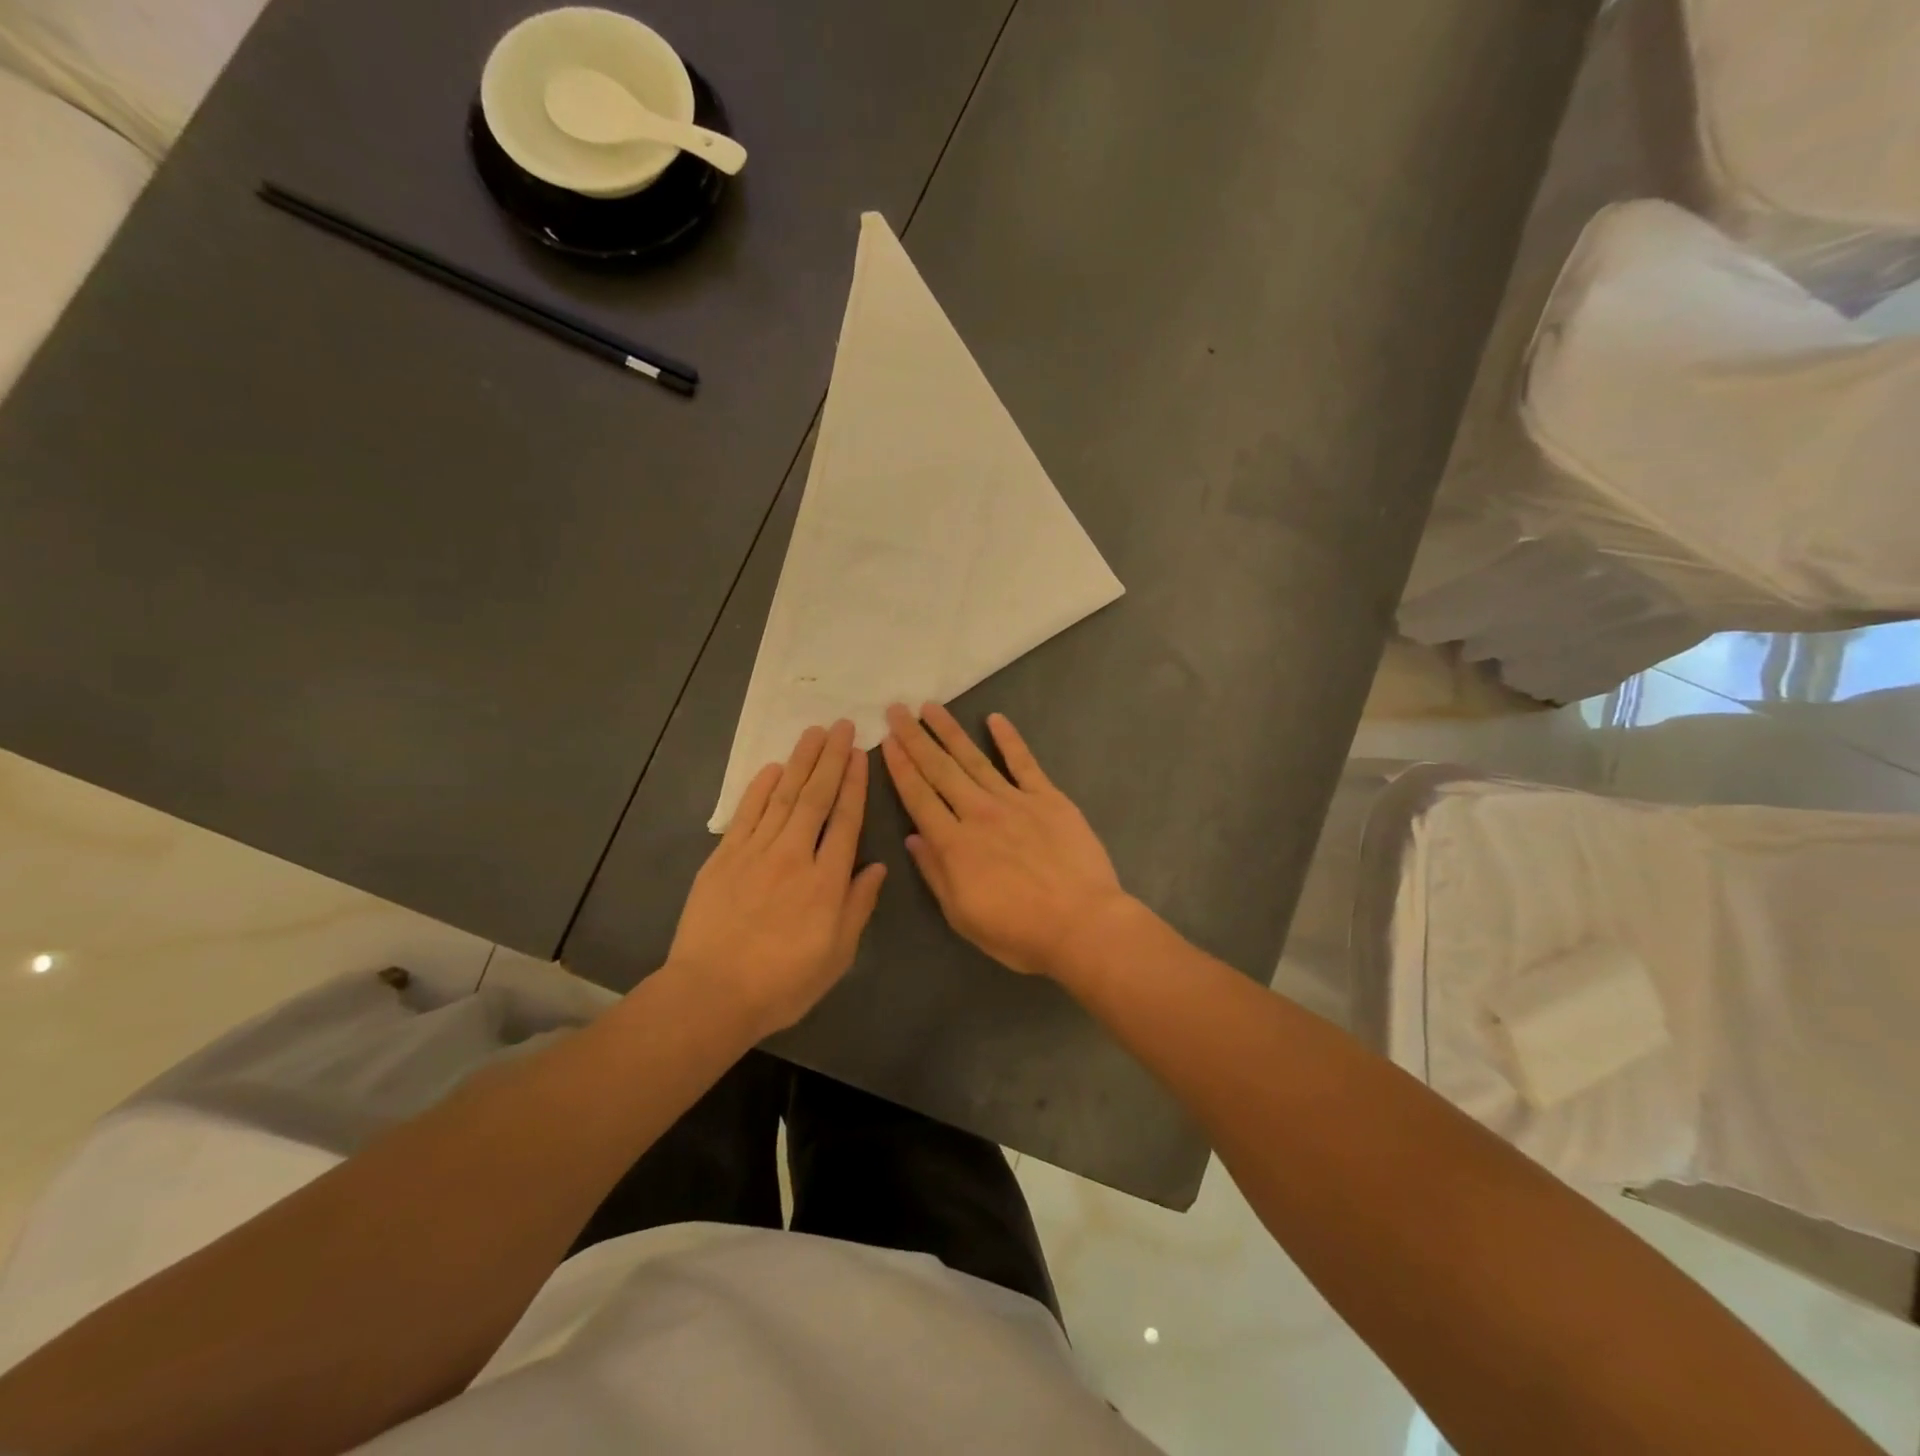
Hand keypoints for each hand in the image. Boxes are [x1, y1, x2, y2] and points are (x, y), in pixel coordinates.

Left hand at [669, 721, 886, 1036]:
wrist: (712, 994)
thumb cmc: (783, 983)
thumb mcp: (837, 955)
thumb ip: (858, 906)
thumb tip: (877, 866)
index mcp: (827, 881)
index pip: (846, 820)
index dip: (855, 784)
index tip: (861, 753)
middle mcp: (794, 855)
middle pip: (816, 797)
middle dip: (832, 759)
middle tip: (842, 725)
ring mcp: (755, 852)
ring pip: (783, 796)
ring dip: (800, 761)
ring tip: (813, 732)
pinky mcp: (724, 857)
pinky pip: (746, 814)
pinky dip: (759, 788)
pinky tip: (772, 767)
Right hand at [880, 702, 1135, 978]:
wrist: (1082, 924)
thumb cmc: (1019, 932)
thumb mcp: (963, 916)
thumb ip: (936, 873)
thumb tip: (913, 838)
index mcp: (954, 844)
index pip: (919, 797)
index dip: (900, 767)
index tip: (887, 741)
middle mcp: (978, 813)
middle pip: (940, 770)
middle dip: (915, 739)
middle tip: (897, 710)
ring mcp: (1015, 801)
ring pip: (974, 759)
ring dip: (950, 731)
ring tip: (930, 707)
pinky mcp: (1049, 798)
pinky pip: (1024, 763)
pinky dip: (1009, 739)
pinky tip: (995, 718)